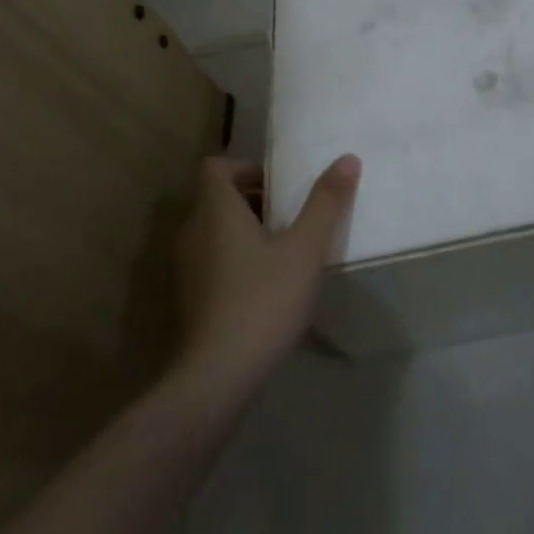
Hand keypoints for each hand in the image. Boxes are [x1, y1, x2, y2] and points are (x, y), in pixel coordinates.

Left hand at [171, 154, 360, 389]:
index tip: (280, 186)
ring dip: (246, 230)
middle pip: (216, 198)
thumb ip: (326, 203)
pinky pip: (212, 260)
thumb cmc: (263, 299)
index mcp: (215, 211)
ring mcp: (186, 268)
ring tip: (285, 248)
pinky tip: (268, 285)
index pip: (215, 167)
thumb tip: (347, 158)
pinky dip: (236, 259)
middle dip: (253, 199)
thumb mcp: (305, 249)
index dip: (247, 167)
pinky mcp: (190, 298)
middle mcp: (193, 232)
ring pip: (215, 231)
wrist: (218, 375)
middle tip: (292, 215)